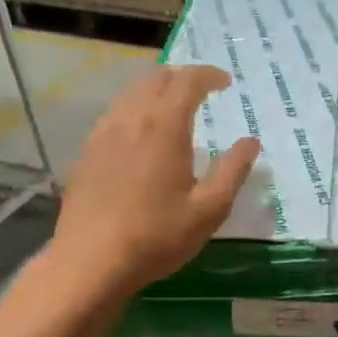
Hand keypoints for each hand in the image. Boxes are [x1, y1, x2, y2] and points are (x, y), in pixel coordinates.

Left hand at [50, 65, 259, 300]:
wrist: (91, 261)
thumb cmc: (157, 236)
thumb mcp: (208, 210)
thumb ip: (233, 171)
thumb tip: (251, 142)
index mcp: (164, 126)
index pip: (188, 81)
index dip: (209, 75)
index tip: (226, 83)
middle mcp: (131, 118)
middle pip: (156, 78)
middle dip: (182, 78)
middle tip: (201, 93)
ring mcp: (103, 133)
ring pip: (131, 93)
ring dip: (156, 91)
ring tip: (172, 110)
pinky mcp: (87, 152)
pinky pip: (114, 114)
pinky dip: (134, 110)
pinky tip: (140, 136)